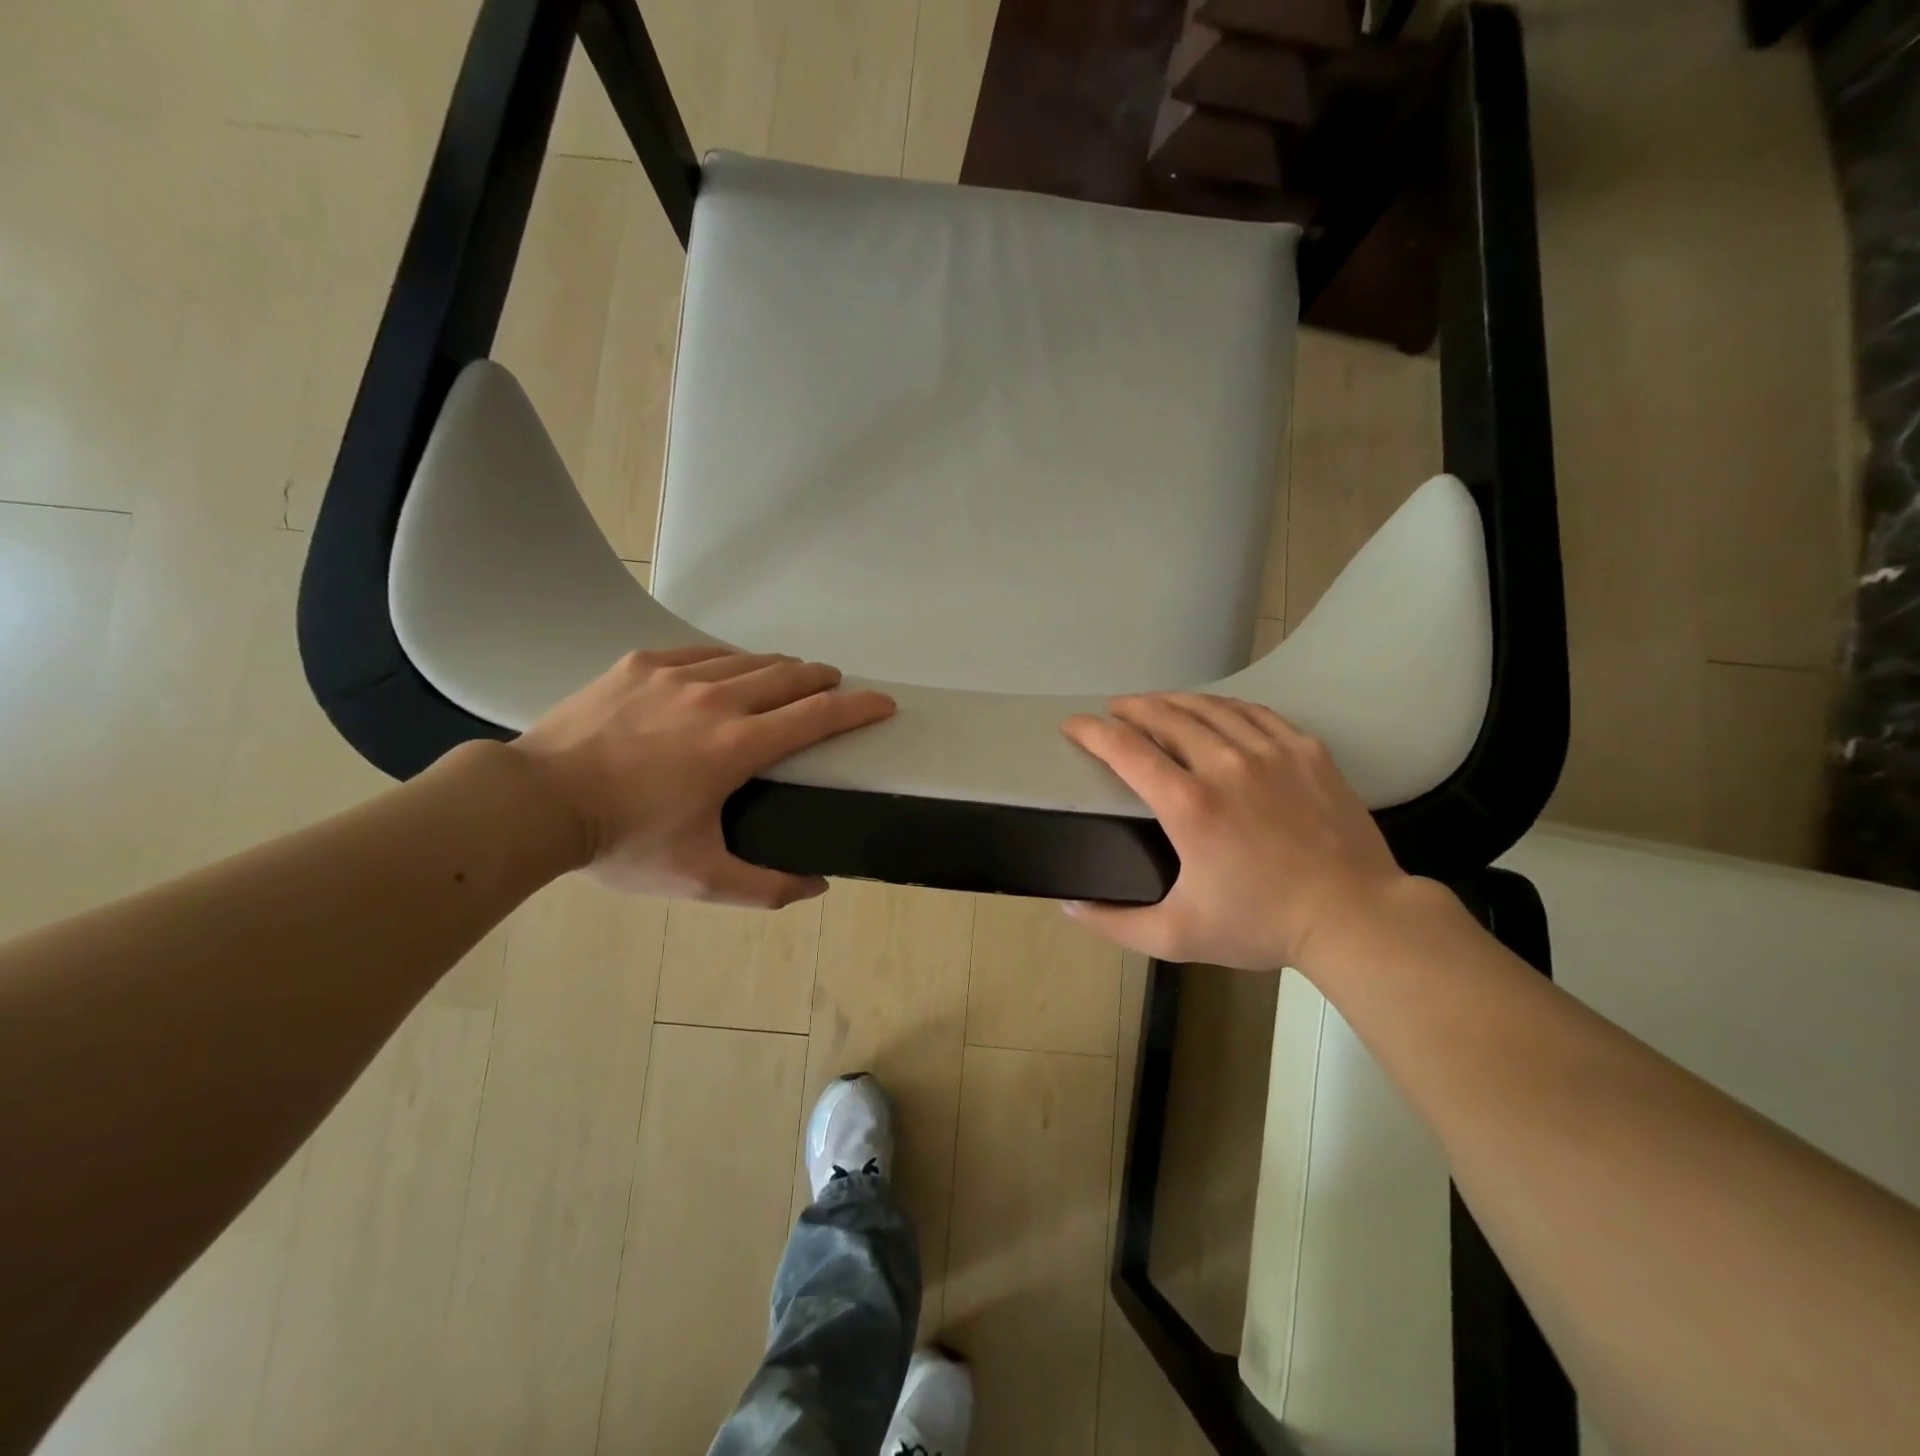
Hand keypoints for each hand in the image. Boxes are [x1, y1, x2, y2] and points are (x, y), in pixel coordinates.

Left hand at [513, 647, 894, 904]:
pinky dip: (726, 660)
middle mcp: (716, 699)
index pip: (817, 716)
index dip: (859, 707)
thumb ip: (764, 887)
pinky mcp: (639, 665)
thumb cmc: (622, 840)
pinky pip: (700, 652)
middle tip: (834, 685)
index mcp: (738, 746)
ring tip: (787, 676)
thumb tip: (816, 887)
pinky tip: (725, 669)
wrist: (534, 802)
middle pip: (788, 675)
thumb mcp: (697, 878)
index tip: (884, 702)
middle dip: (822, 678)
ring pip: (746, 659)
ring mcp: (674, 676)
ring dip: (778, 666)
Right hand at [1060, 694, 1409, 969]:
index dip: (1091, 731)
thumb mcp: (1177, 936)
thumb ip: (1115, 923)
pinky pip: (1254, 712)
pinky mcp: (1305, 749)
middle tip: (1113, 710)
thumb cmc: (1262, 925)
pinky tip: (1214, 709)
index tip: (1073, 725)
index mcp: (1188, 805)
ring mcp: (1270, 751)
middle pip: (1165, 715)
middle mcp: (1224, 765)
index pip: (1125, 749)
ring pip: (1209, 707)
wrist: (1355, 915)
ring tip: (1154, 703)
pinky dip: (1223, 705)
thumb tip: (1069, 906)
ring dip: (1172, 700)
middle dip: (1130, 707)